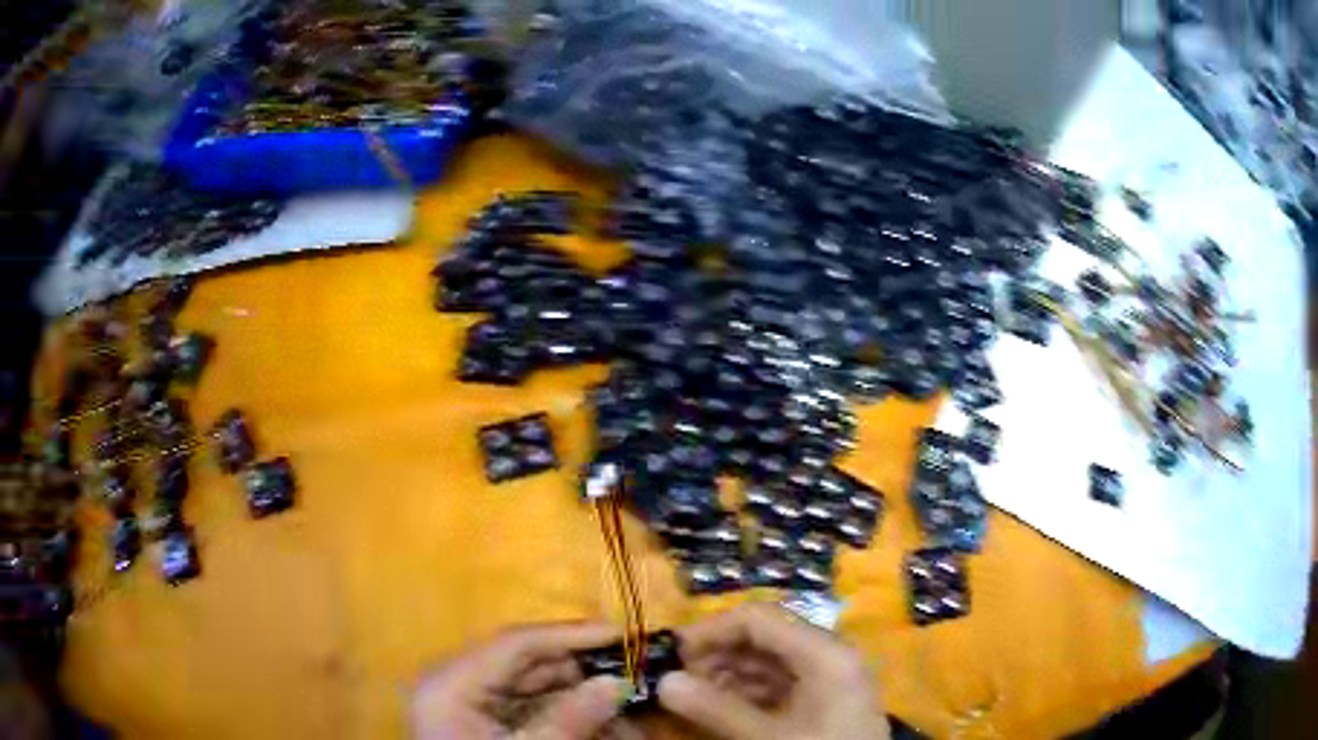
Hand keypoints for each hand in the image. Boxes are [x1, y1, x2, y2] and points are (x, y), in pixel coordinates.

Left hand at [413, 623, 631, 739]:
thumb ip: (569, 719)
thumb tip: (617, 682)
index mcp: (451, 683)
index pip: (517, 643)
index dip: (572, 635)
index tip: (622, 633)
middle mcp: (456, 682)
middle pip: (527, 663)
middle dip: (583, 670)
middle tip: (634, 669)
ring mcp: (467, 703)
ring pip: (533, 688)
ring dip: (581, 695)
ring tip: (629, 702)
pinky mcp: (481, 722)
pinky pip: (528, 709)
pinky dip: (566, 714)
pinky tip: (603, 723)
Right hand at [657, 603, 889, 739]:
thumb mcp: (767, 736)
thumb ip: (716, 709)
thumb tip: (664, 682)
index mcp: (824, 652)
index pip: (760, 619)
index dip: (712, 630)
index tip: (672, 652)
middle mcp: (830, 655)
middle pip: (766, 638)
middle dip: (718, 655)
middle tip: (678, 678)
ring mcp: (831, 679)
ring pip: (771, 663)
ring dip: (729, 676)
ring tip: (693, 696)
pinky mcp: (826, 701)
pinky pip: (782, 685)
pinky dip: (749, 693)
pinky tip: (721, 708)